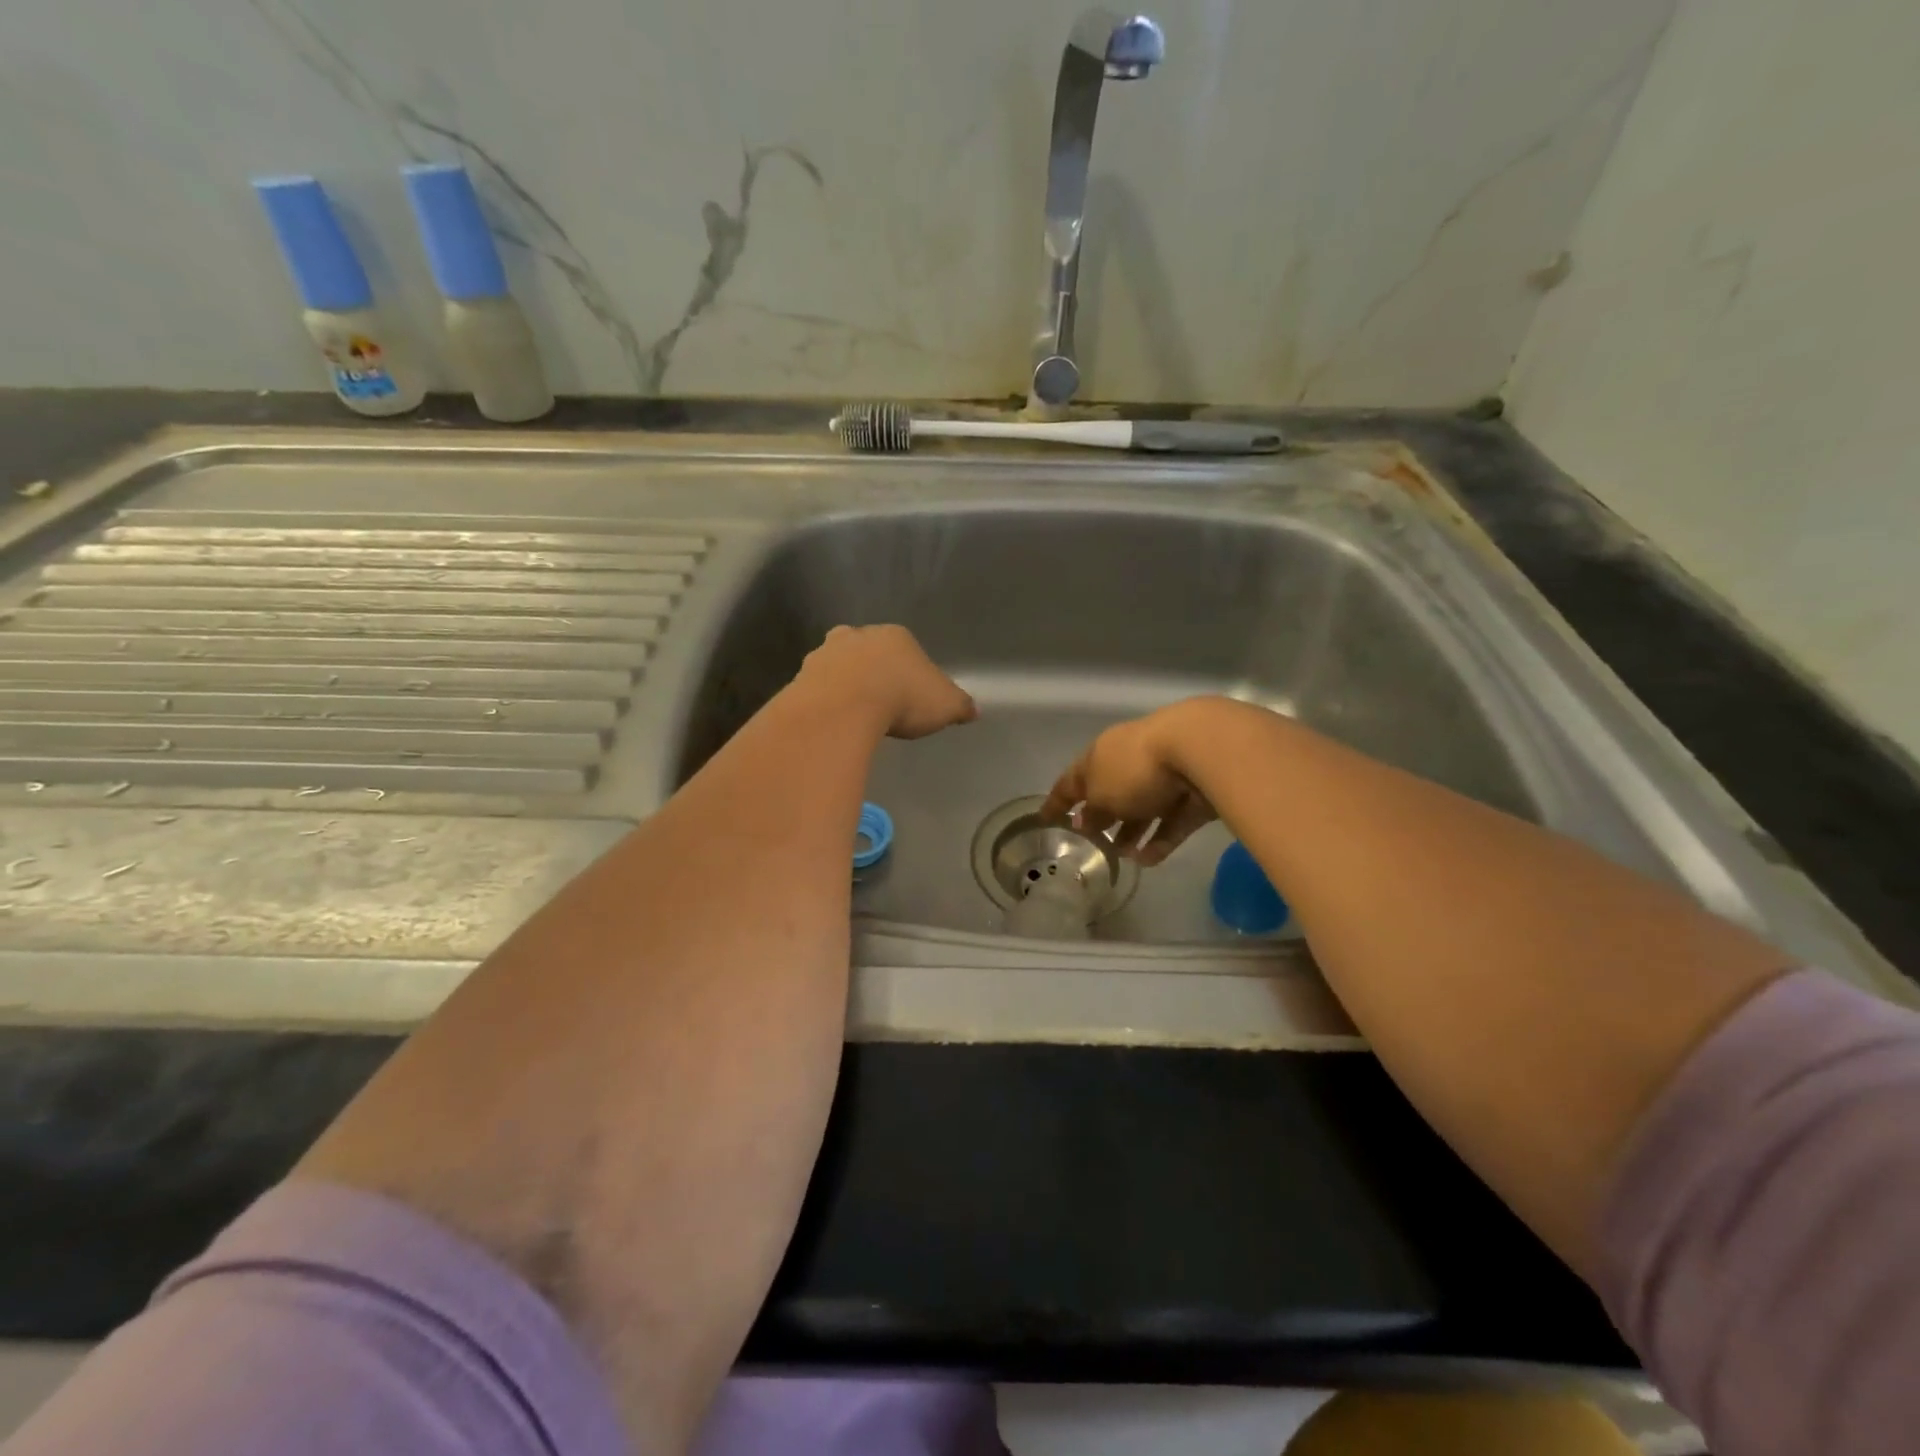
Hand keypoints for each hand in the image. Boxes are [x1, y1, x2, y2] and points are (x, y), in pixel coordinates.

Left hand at [797, 625, 977, 738]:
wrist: (845, 707)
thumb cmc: (903, 698)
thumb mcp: (945, 705)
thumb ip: (959, 705)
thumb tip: (972, 710)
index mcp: (895, 637)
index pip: (905, 648)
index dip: (909, 672)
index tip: (911, 696)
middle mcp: (858, 636)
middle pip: (867, 650)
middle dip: (872, 671)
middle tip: (880, 701)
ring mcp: (825, 654)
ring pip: (837, 665)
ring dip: (844, 684)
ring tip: (854, 714)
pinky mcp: (802, 676)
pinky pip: (817, 689)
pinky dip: (824, 701)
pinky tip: (833, 721)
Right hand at [1041, 702, 1219, 865]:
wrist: (1197, 751)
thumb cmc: (1134, 769)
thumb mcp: (1101, 795)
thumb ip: (1091, 812)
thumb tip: (1083, 821)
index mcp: (1100, 755)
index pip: (1072, 780)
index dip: (1057, 800)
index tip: (1044, 818)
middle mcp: (1130, 762)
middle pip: (1110, 792)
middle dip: (1101, 817)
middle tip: (1092, 843)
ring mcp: (1164, 777)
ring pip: (1143, 808)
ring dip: (1131, 832)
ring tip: (1122, 857)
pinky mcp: (1192, 795)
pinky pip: (1171, 822)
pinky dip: (1158, 840)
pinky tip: (1146, 861)